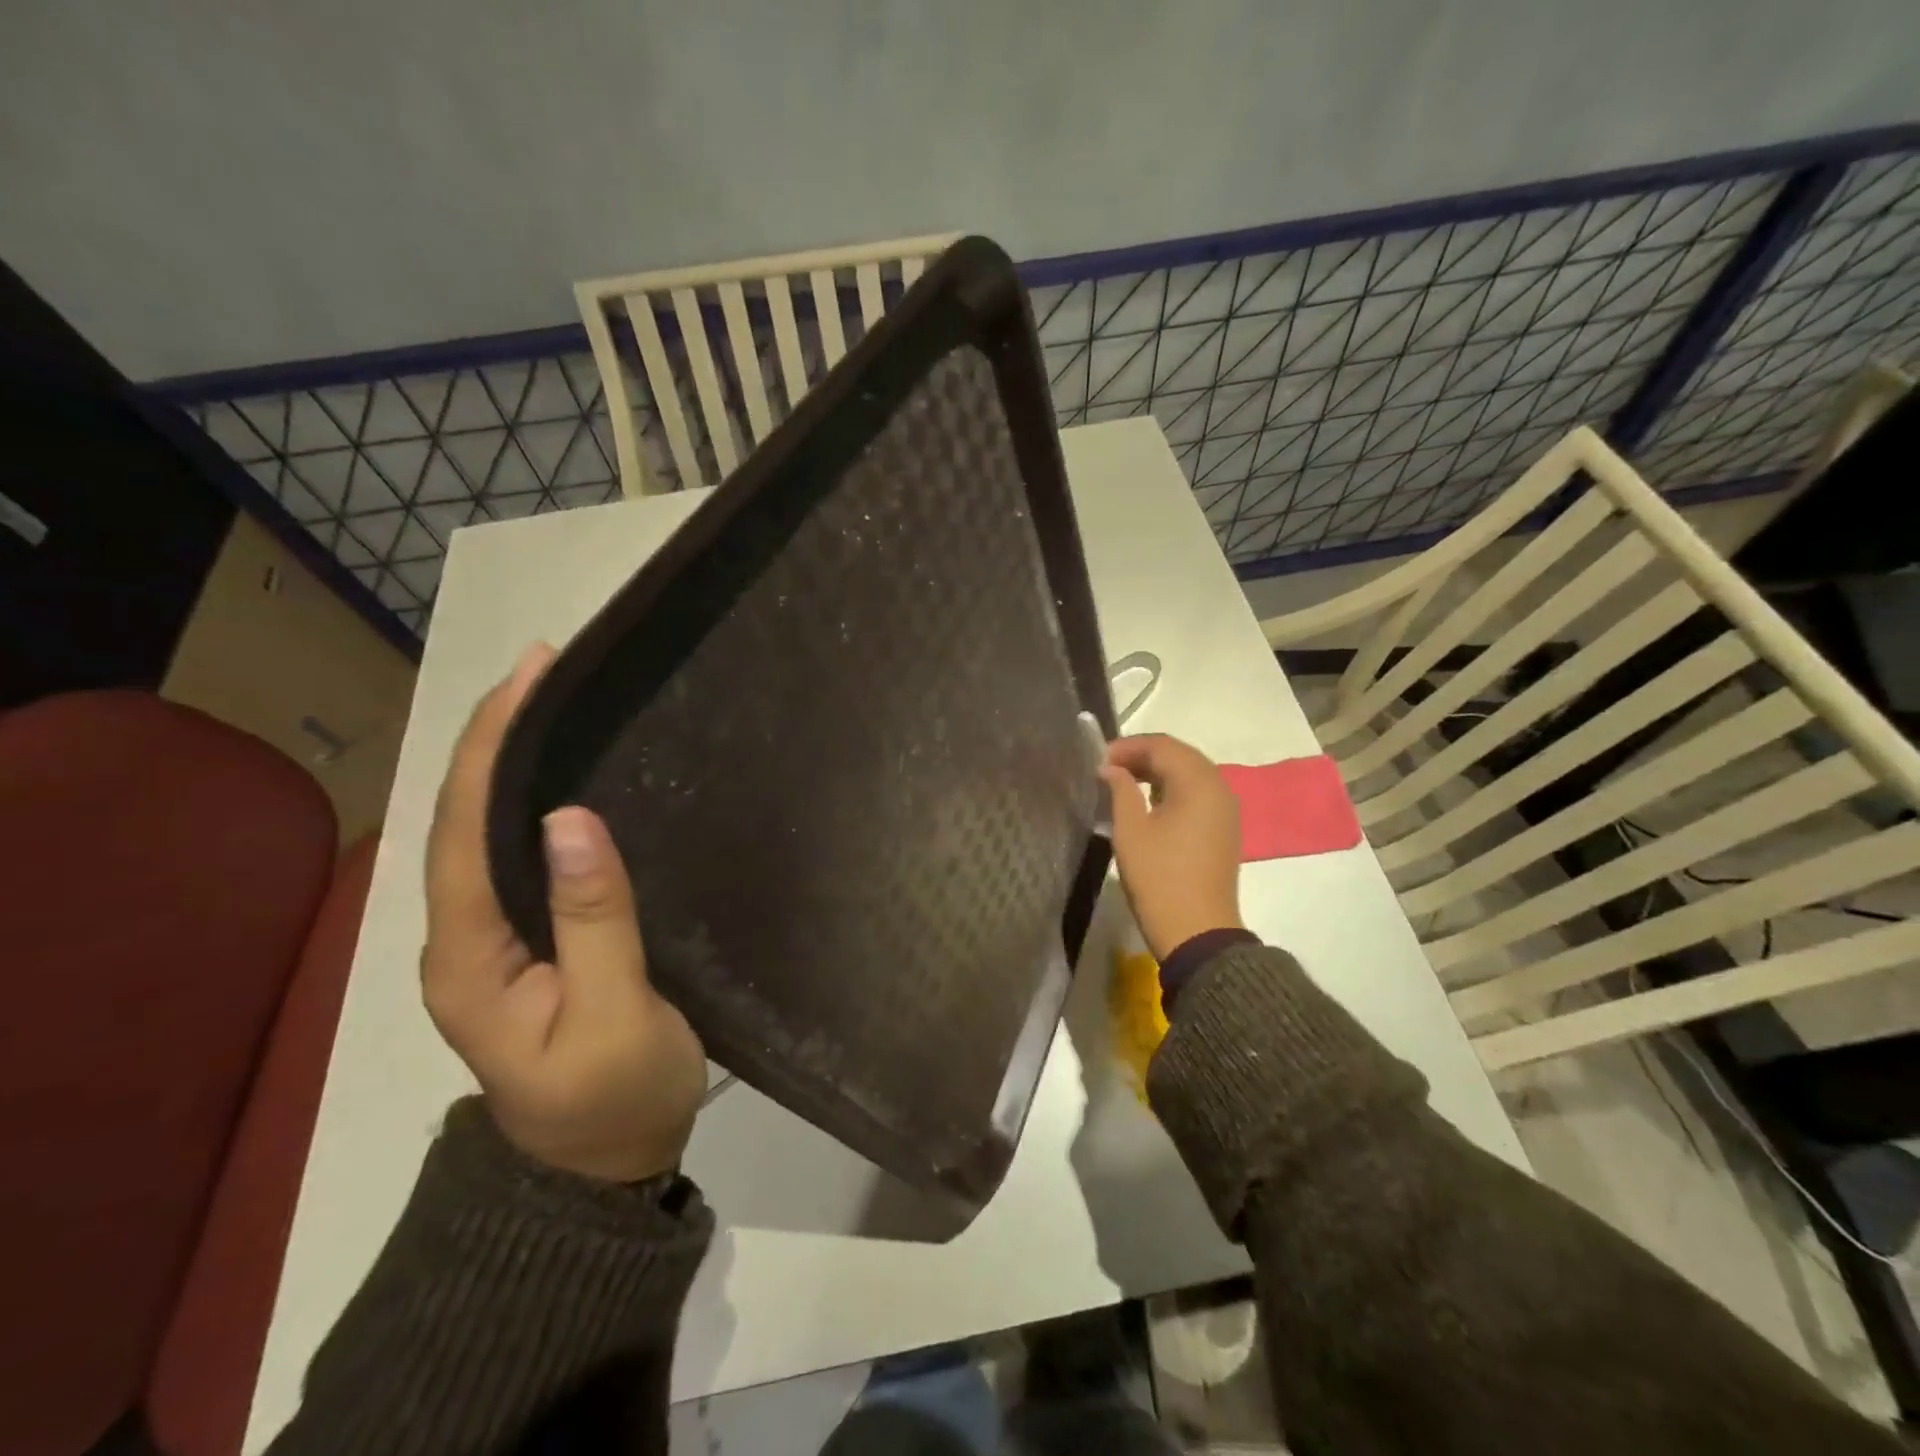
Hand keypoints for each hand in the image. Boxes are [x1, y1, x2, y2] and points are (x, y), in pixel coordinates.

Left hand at [420, 643, 707, 1182]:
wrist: (602, 1172)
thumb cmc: (616, 1099)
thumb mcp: (617, 1014)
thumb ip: (594, 919)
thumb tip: (569, 818)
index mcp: (469, 956)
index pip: (463, 827)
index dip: (490, 744)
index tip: (531, 675)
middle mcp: (461, 938)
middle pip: (463, 818)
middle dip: (495, 736)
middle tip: (545, 669)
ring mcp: (489, 942)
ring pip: (486, 832)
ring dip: (509, 762)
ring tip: (549, 701)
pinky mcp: (523, 943)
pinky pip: (515, 855)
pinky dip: (530, 801)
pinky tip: (561, 776)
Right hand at [1099, 734, 1244, 961]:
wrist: (1197, 932)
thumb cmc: (1159, 877)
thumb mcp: (1131, 830)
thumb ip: (1120, 789)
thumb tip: (1110, 768)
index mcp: (1198, 783)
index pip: (1162, 746)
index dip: (1128, 747)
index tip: (1098, 760)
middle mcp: (1219, 788)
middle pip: (1179, 755)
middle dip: (1143, 755)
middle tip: (1107, 768)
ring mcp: (1226, 809)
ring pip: (1190, 774)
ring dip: (1157, 772)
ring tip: (1122, 782)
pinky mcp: (1224, 828)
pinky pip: (1197, 794)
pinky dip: (1172, 789)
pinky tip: (1148, 802)